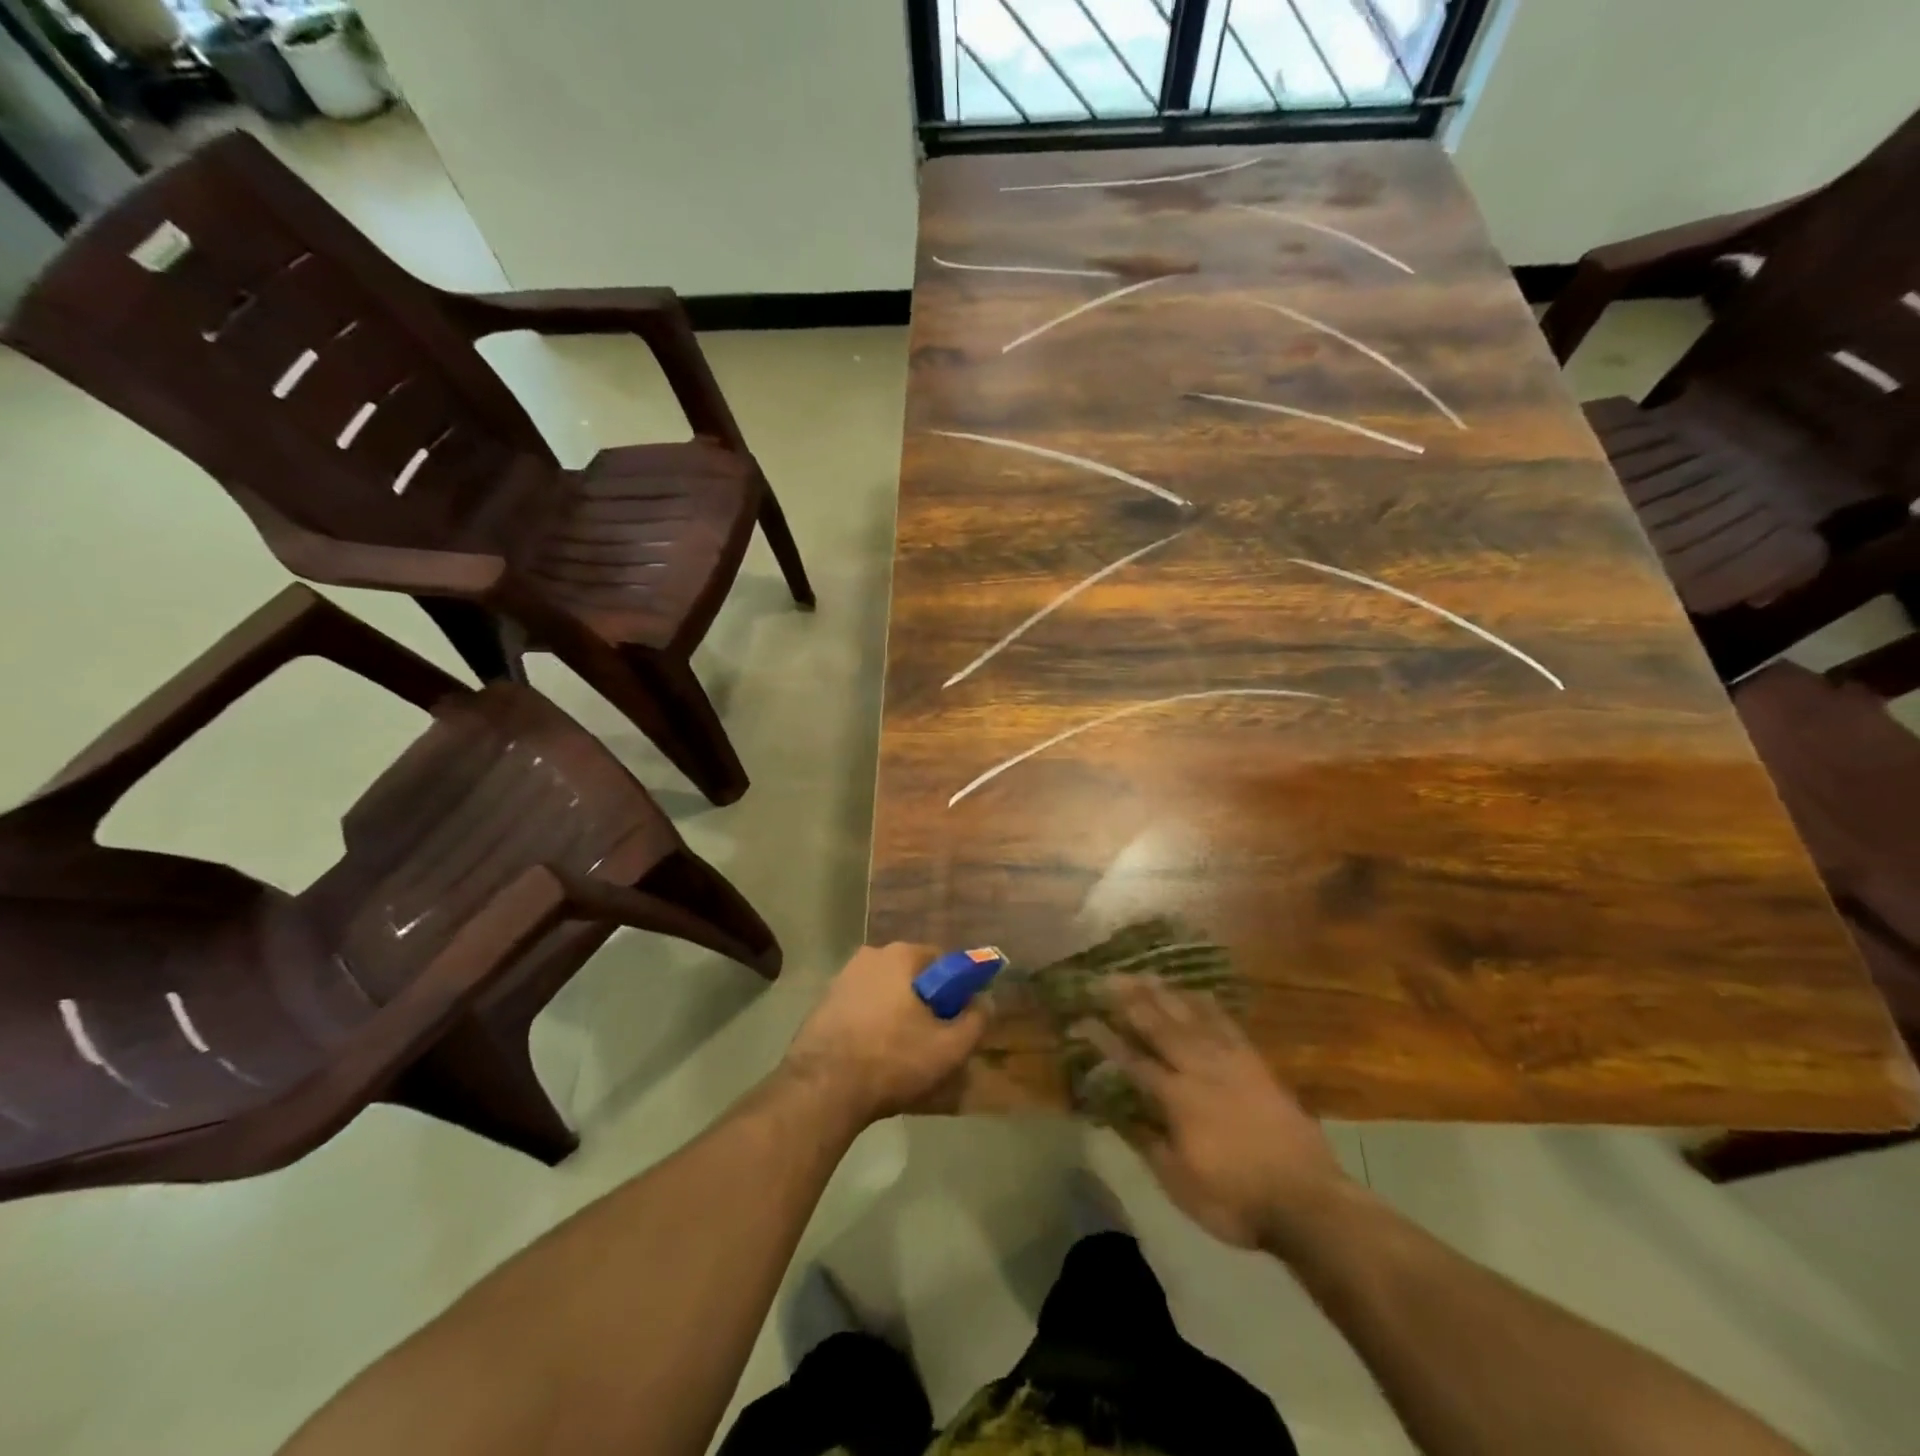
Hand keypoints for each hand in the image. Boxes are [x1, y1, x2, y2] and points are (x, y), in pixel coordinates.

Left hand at [782, 944, 989, 1127]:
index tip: (958, 1018)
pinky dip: (872, 1025)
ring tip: (903, 1055)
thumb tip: (985, 1001)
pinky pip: (861, 1008)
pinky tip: (874, 1057)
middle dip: (925, 1003)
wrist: (822, 1089)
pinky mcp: (822, 1004)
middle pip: (912, 977)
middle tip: (933, 1040)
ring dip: (897, 1015)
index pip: (943, 961)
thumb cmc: (892, 1060)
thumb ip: (976, 1020)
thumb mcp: (949, 1047)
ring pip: (885, 993)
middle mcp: (869, 956)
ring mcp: (841, 978)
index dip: (957, 990)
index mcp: (901, 955)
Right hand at [1076, 978, 1348, 1249]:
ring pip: (1190, 1017)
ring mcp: (1230, 1062)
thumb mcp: (1180, 1184)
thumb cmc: (1236, 1200)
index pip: (1132, 1061)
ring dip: (1164, 993)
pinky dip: (1207, 1004)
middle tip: (1107, 977)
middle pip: (1159, 1026)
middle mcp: (1199, 1069)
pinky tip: (1195, 992)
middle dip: (1129, 1000)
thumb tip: (1113, 1111)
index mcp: (1177, 1100)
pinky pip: (1226, 1023)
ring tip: (1142, 973)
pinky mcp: (1255, 1063)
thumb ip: (1146, 1142)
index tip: (1082, 1018)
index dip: (1105, 1039)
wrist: (1308, 1201)